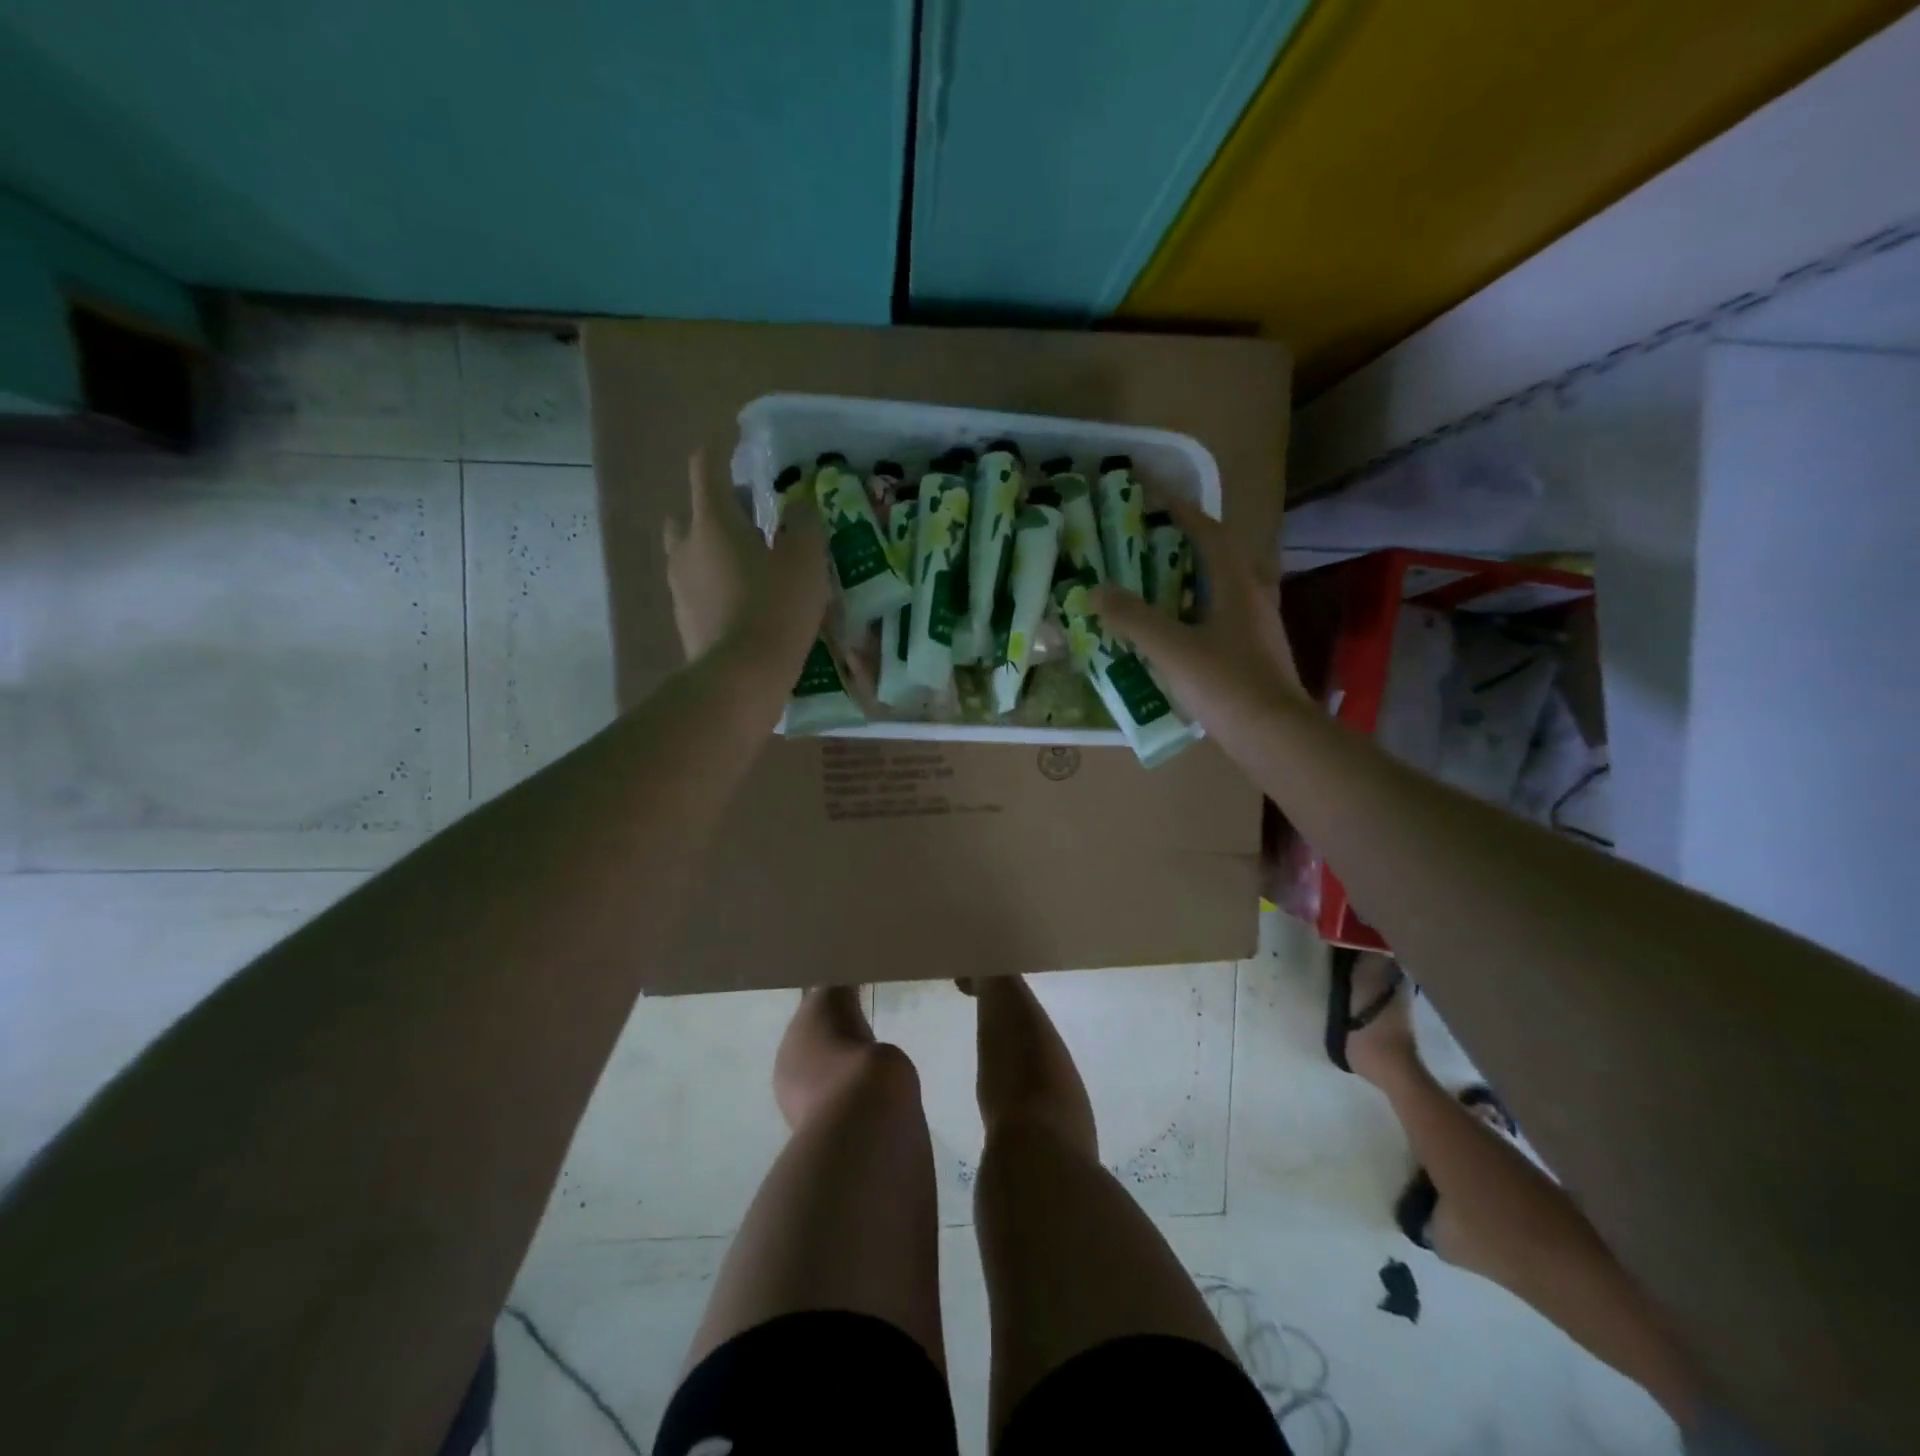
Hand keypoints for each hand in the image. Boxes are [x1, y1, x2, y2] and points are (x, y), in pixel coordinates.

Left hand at [663, 450, 829, 667]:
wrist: (741, 677)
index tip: (732, 446)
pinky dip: (714, 586)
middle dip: (714, 510)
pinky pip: (696, 589)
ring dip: (712, 551)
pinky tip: (742, 604)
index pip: (705, 469)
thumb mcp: (806, 562)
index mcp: (712, 521)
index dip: (718, 453)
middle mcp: (686, 547)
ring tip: (748, 566)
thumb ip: (804, 526)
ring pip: (690, 554)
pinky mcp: (683, 619)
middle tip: (749, 520)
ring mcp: (679, 586)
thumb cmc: (776, 609)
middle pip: (690, 513)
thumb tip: (799, 507)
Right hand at [1090, 497, 1305, 742]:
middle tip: (1144, 537)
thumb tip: (1095, 591)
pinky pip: (1216, 616)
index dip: (1181, 509)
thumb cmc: (1227, 685)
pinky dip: (1190, 610)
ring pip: (1217, 588)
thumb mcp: (1172, 648)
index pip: (1208, 531)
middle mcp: (1250, 596)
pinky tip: (1168, 629)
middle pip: (1216, 555)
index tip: (1152, 492)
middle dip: (1182, 540)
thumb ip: (1133, 618)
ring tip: (1148, 579)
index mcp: (1236, 584)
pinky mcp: (1251, 652)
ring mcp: (1254, 626)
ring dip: (1186, 577)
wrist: (1275, 736)